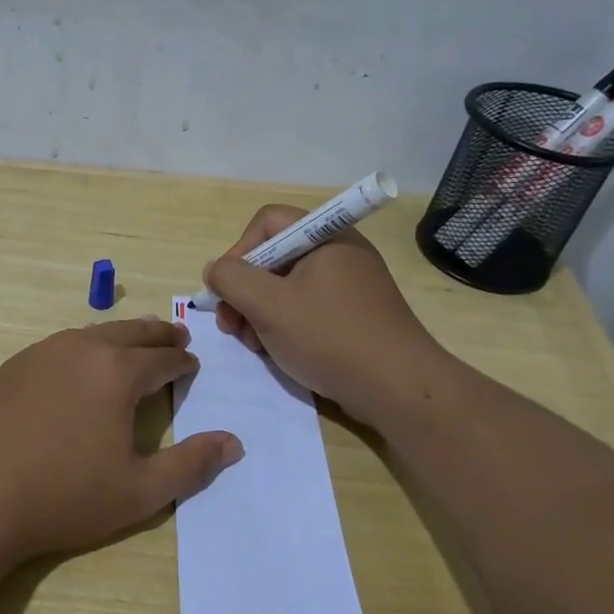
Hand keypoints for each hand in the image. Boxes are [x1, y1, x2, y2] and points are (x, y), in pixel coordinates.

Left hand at [0, 317, 243, 559]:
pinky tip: (74, 369)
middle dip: (157, 335)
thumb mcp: (138, 491)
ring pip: (90, 334)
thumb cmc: (62, 496)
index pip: (163, 359)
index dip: (182, 362)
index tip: (191, 365)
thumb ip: (190, 465)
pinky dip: (80, 350)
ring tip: (130, 344)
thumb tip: (233, 443)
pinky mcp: (8, 368)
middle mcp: (80, 349)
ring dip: (118, 337)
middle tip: (174, 336)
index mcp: (117, 371)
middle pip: (130, 333)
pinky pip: (57, 349)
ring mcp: (39, 354)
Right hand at [204, 205, 451, 424]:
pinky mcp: (353, 315)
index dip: (239, 251)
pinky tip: (276, 352)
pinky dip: (284, 325)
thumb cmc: (330, 337)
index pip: (267, 222)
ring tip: (252, 344)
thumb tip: (215, 269)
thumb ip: (231, 279)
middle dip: (244, 290)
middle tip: (231, 325)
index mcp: (326, 237)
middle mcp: (339, 253)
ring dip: (259, 312)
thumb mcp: (269, 305)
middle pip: (274, 256)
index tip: (227, 289)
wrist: (398, 390)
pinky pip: (306, 308)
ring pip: (286, 287)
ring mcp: (349, 286)